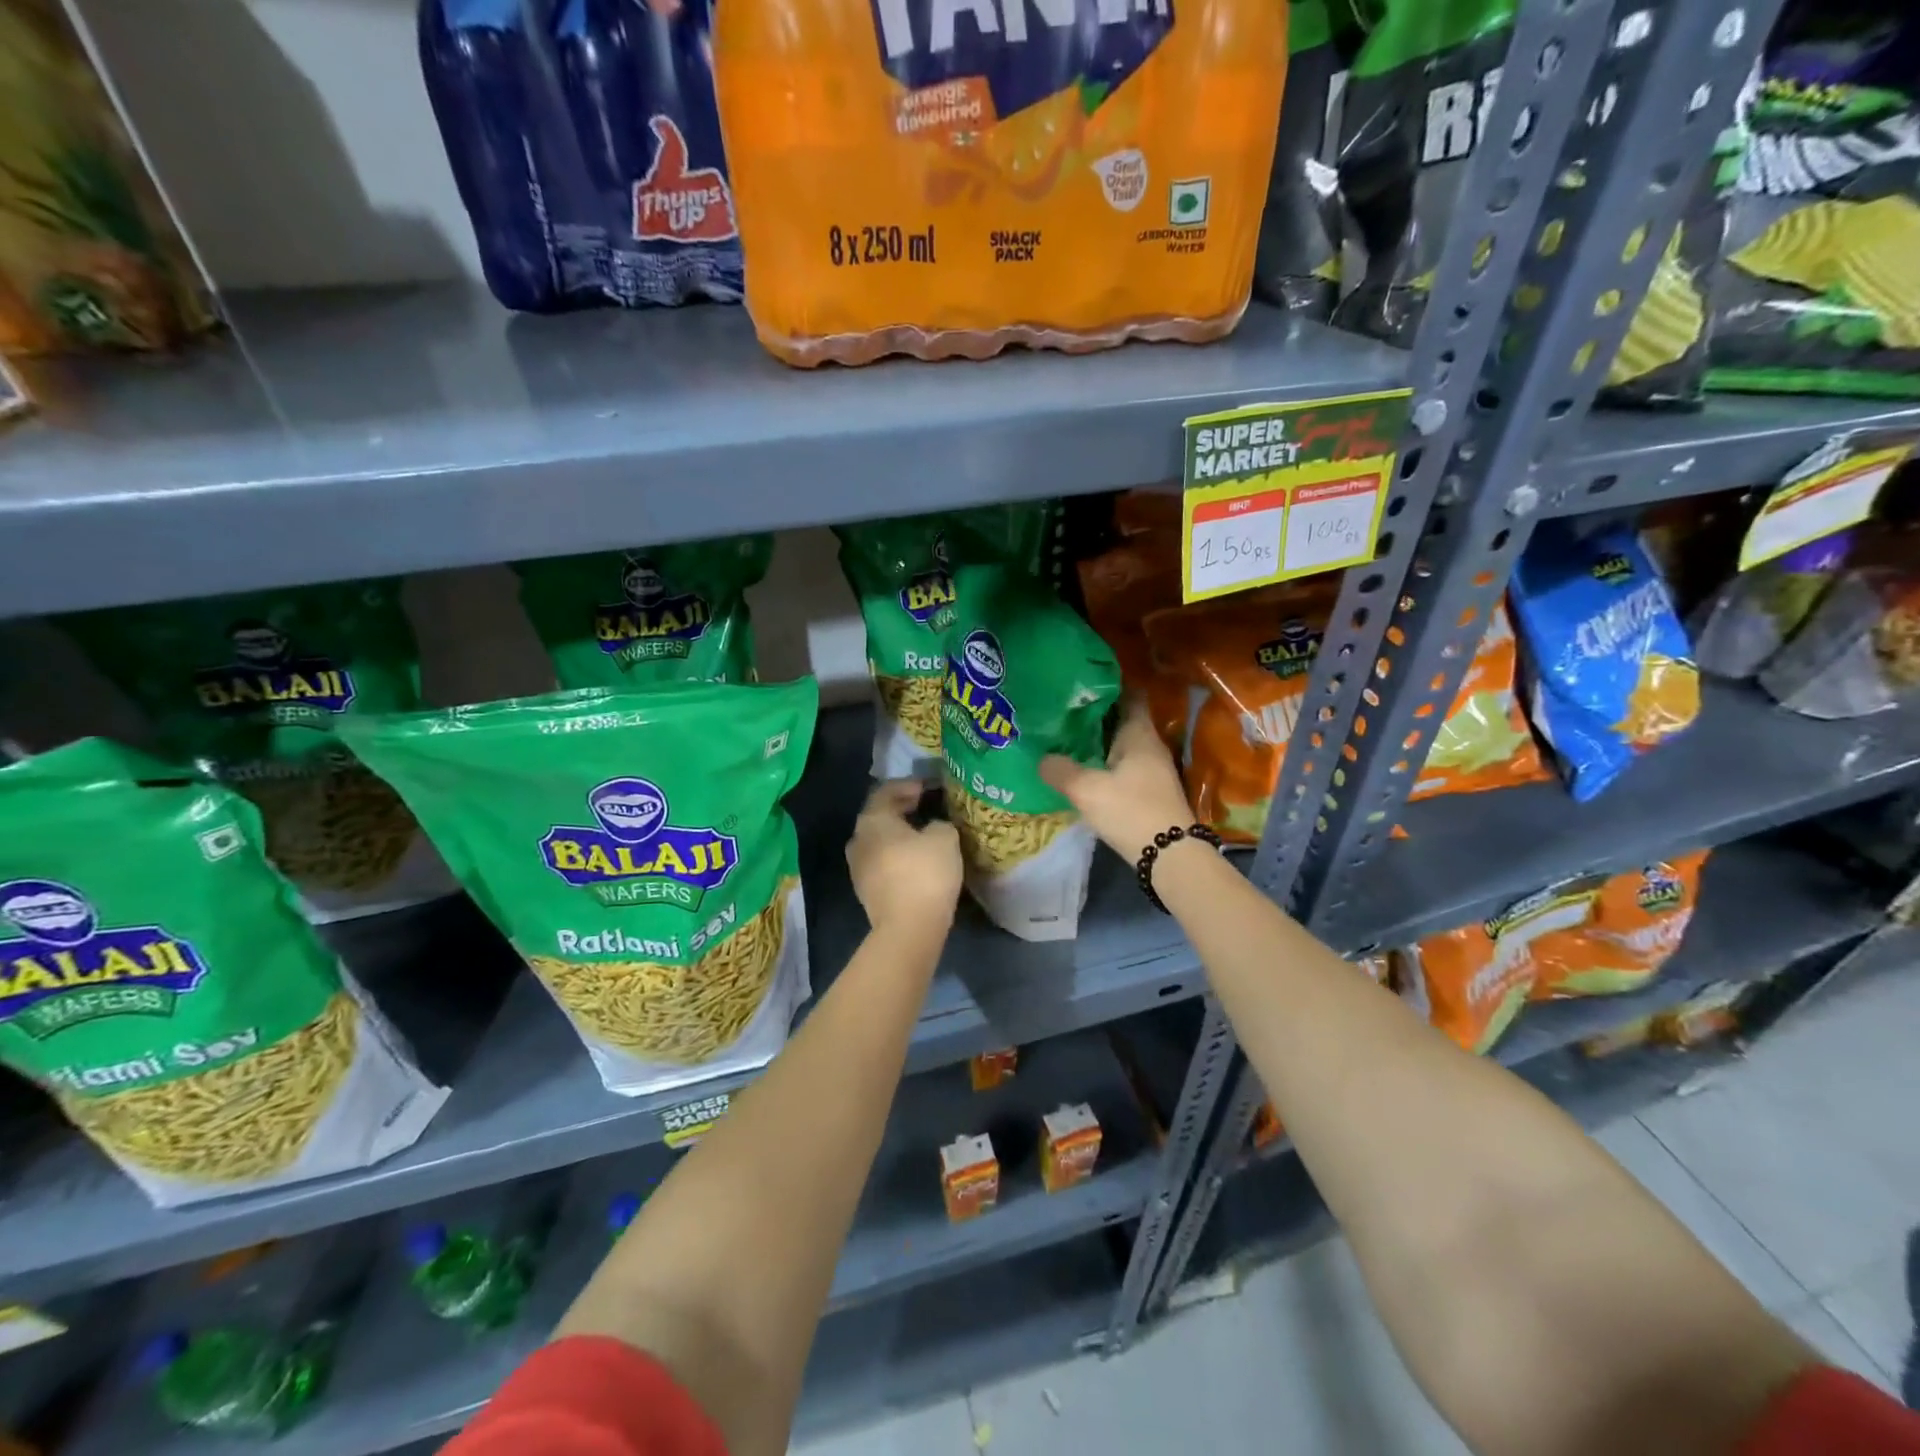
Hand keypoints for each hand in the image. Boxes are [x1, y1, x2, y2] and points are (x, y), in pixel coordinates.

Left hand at [846, 780, 962, 931]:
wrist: (909, 928)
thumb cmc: (925, 873)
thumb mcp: (944, 837)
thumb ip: (939, 824)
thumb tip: (933, 828)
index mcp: (872, 820)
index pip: (886, 792)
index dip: (908, 785)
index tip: (929, 788)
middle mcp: (858, 840)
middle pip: (878, 816)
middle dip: (901, 809)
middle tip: (926, 806)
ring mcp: (857, 867)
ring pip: (878, 841)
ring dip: (898, 834)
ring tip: (922, 834)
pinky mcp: (865, 890)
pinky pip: (881, 862)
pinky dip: (896, 855)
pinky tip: (915, 860)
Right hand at [1040, 699, 1194, 857]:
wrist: (1169, 856)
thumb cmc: (1130, 811)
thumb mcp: (1086, 789)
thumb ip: (1060, 769)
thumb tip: (1041, 758)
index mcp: (1138, 733)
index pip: (1128, 695)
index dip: (1106, 686)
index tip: (1080, 683)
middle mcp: (1149, 745)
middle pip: (1121, 720)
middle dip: (1095, 715)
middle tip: (1062, 712)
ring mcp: (1152, 769)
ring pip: (1121, 744)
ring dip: (1098, 741)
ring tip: (1066, 740)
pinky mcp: (1149, 791)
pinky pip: (1123, 766)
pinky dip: (1104, 763)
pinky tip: (1083, 770)